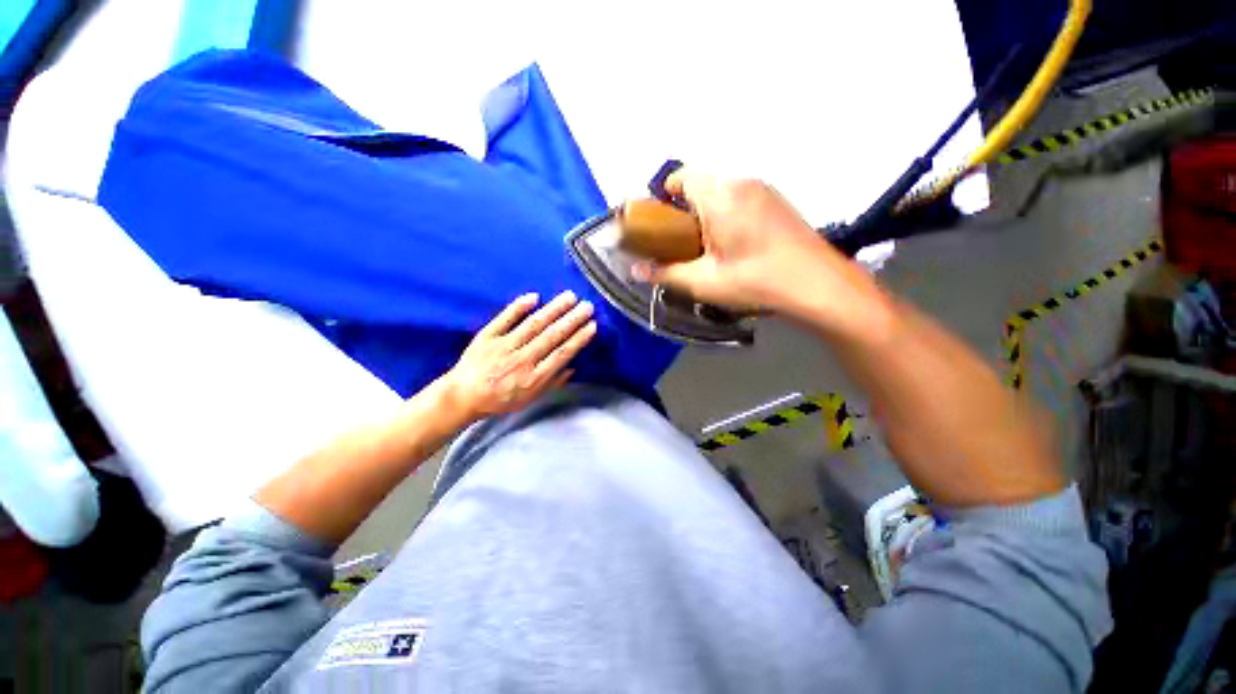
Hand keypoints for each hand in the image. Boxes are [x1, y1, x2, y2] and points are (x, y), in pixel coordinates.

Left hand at [442, 291, 596, 421]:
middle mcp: (522, 360)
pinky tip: (535, 296)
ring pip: (534, 324)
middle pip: (552, 336)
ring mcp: (504, 346)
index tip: (591, 325)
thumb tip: (572, 367)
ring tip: (570, 297)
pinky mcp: (488, 336)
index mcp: (534, 377)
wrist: (462, 397)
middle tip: (587, 306)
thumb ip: (552, 383)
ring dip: (554, 309)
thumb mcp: (530, 399)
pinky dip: (519, 307)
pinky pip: (505, 319)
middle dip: (572, 320)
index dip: (578, 339)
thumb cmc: (500, 400)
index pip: (561, 354)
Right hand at [633, 171, 875, 335]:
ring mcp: (764, 189)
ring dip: (706, 212)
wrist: (819, 286)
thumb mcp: (703, 282)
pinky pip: (740, 197)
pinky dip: (726, 213)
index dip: (663, 197)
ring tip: (705, 247)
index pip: (681, 177)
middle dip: (684, 209)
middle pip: (700, 183)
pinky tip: (732, 245)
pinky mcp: (777, 202)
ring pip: (721, 191)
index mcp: (721, 194)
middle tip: (680, 242)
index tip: (658, 225)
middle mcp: (743, 181)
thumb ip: (665, 273)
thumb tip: (635, 271)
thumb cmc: (756, 281)